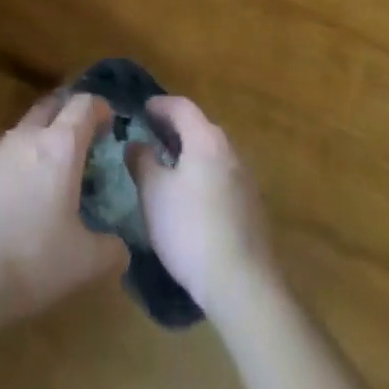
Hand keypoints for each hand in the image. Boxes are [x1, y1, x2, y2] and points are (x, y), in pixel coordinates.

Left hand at [0, 93, 126, 326]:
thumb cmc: (28, 260)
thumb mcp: (82, 264)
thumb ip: (110, 251)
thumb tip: (121, 248)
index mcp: (60, 146)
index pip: (84, 105)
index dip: (100, 107)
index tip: (109, 121)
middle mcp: (26, 137)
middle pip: (51, 105)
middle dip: (67, 113)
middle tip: (80, 137)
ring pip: (22, 132)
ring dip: (38, 142)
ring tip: (47, 175)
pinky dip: (12, 168)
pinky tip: (12, 201)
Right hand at [128, 96, 277, 318]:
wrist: (242, 283)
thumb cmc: (190, 229)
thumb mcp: (153, 193)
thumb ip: (142, 162)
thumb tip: (136, 144)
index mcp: (206, 139)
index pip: (182, 107)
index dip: (160, 105)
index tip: (143, 109)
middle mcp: (230, 150)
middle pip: (199, 127)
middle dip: (175, 128)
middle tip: (151, 136)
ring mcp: (245, 178)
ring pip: (212, 152)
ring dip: (190, 152)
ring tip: (167, 165)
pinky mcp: (251, 205)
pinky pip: (221, 175)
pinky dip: (202, 173)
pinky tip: (190, 196)